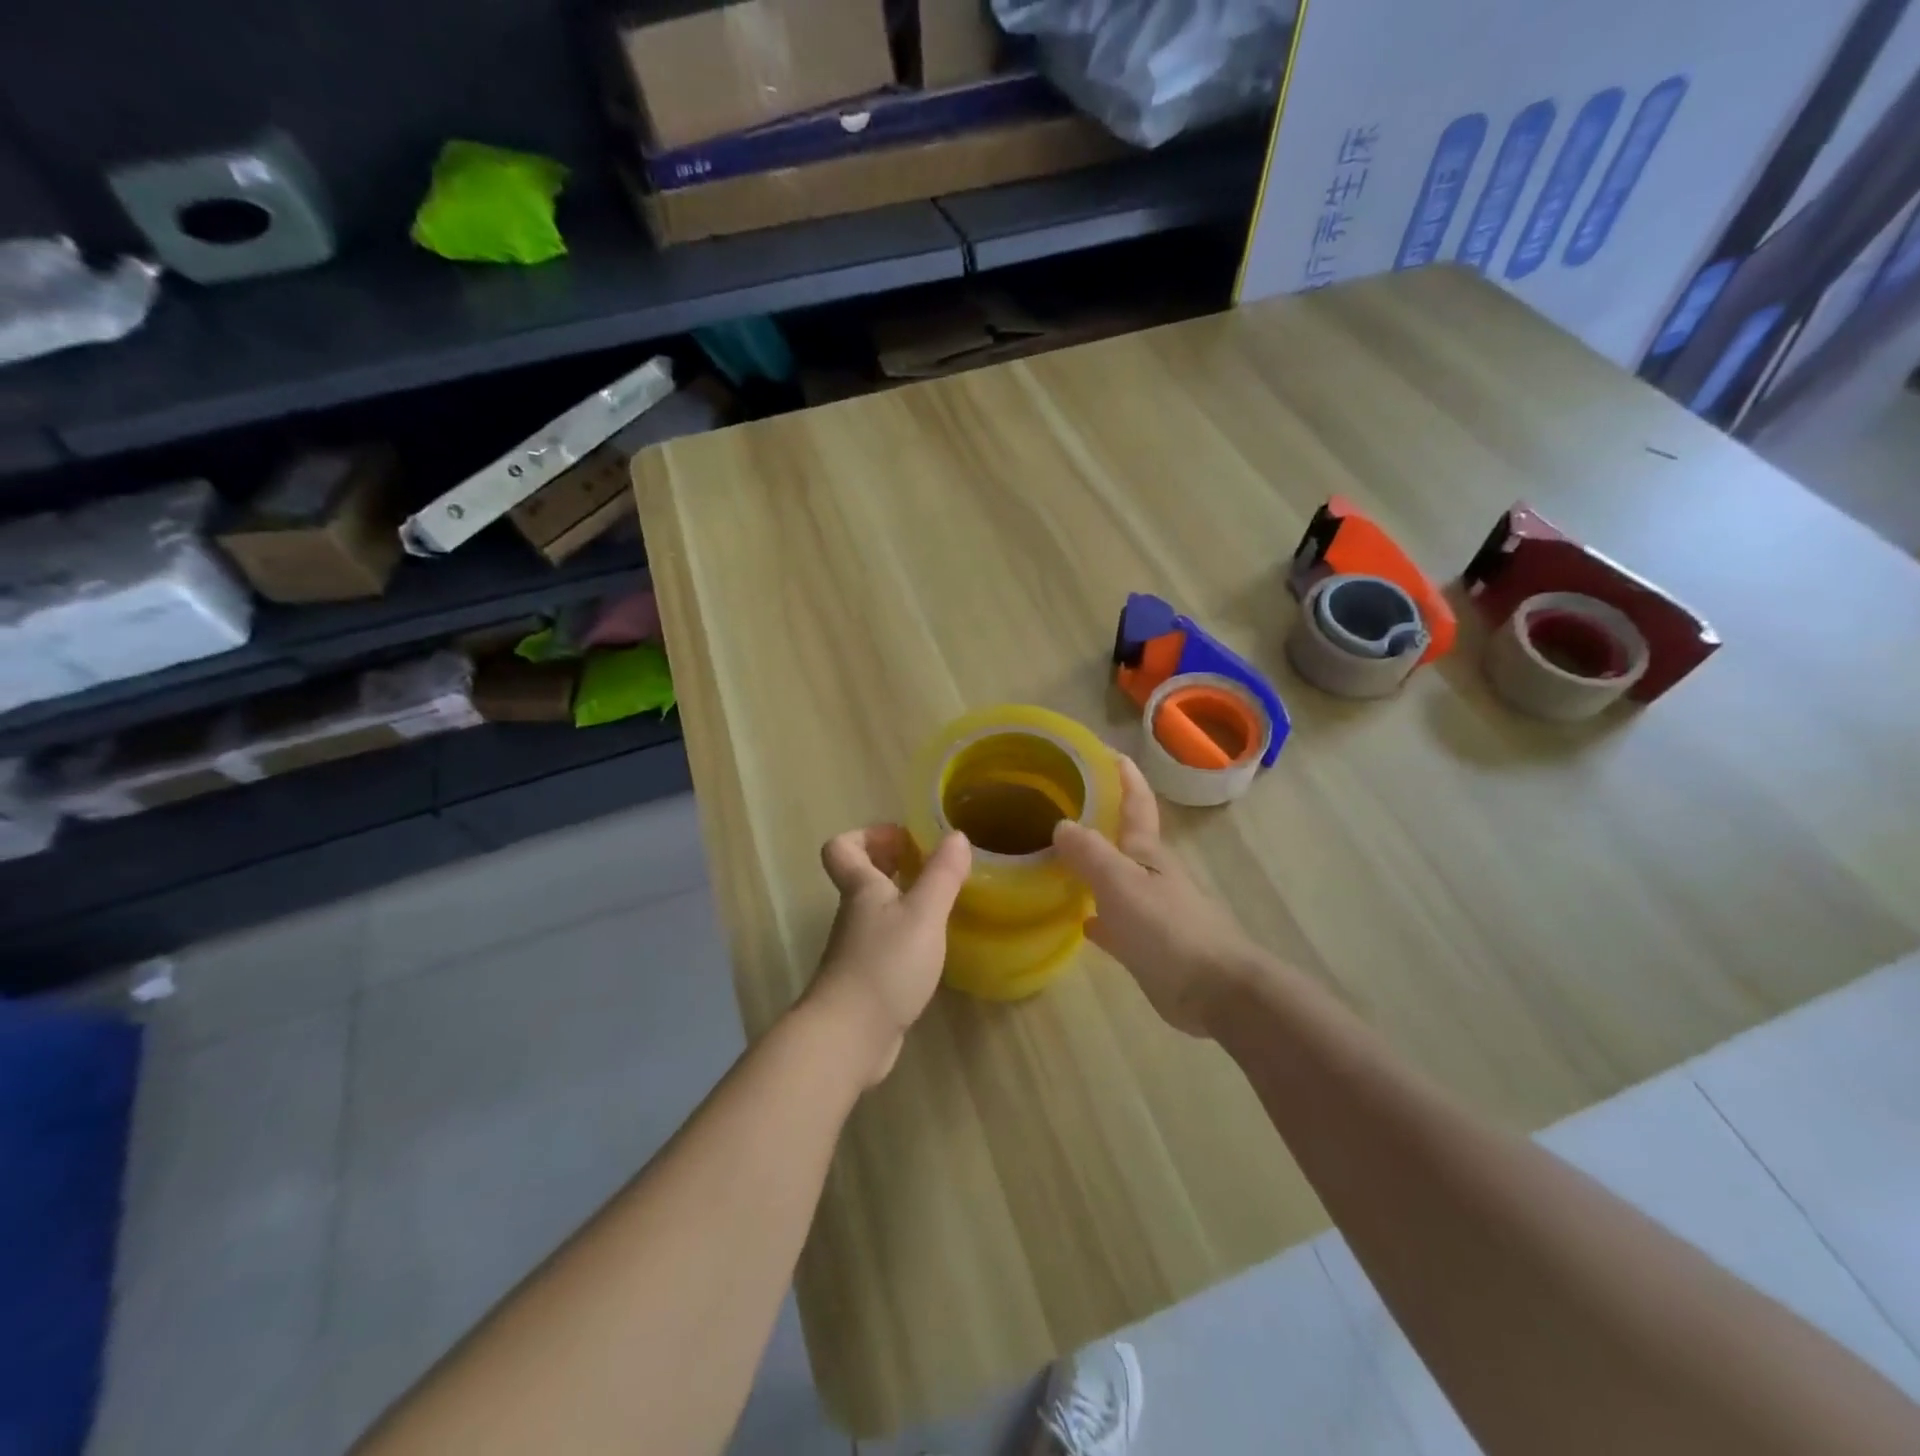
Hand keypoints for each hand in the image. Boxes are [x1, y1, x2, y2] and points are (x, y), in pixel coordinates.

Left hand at [806, 824, 970, 1084]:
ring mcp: (857, 949)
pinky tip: (933, 947)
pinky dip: (906, 934)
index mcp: (861, 889)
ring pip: (875, 910)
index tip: (905, 839)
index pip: (842, 848)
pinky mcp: (866, 980)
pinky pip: (885, 942)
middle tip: (930, 865)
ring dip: (903, 898)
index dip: (869, 835)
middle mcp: (854, 914)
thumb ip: (941, 875)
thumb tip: (956, 836)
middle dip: (892, 863)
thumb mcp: (923, 915)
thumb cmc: (885, 965)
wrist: (848, 1037)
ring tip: (941, 901)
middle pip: (861, 876)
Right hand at [1052, 756, 1262, 1035]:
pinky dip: (1097, 915)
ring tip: (1058, 856)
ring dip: (1093, 866)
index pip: (1136, 803)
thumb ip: (1090, 853)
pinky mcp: (1148, 945)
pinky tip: (1079, 919)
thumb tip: (1061, 824)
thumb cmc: (1168, 930)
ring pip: (1115, 879)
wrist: (1215, 991)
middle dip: (1100, 818)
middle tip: (1063, 804)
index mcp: (1147, 853)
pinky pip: (1115, 921)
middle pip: (1123, 839)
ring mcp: (1151, 910)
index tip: (1106, 750)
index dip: (1124, 775)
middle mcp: (1150, 875)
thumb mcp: (1121, 884)